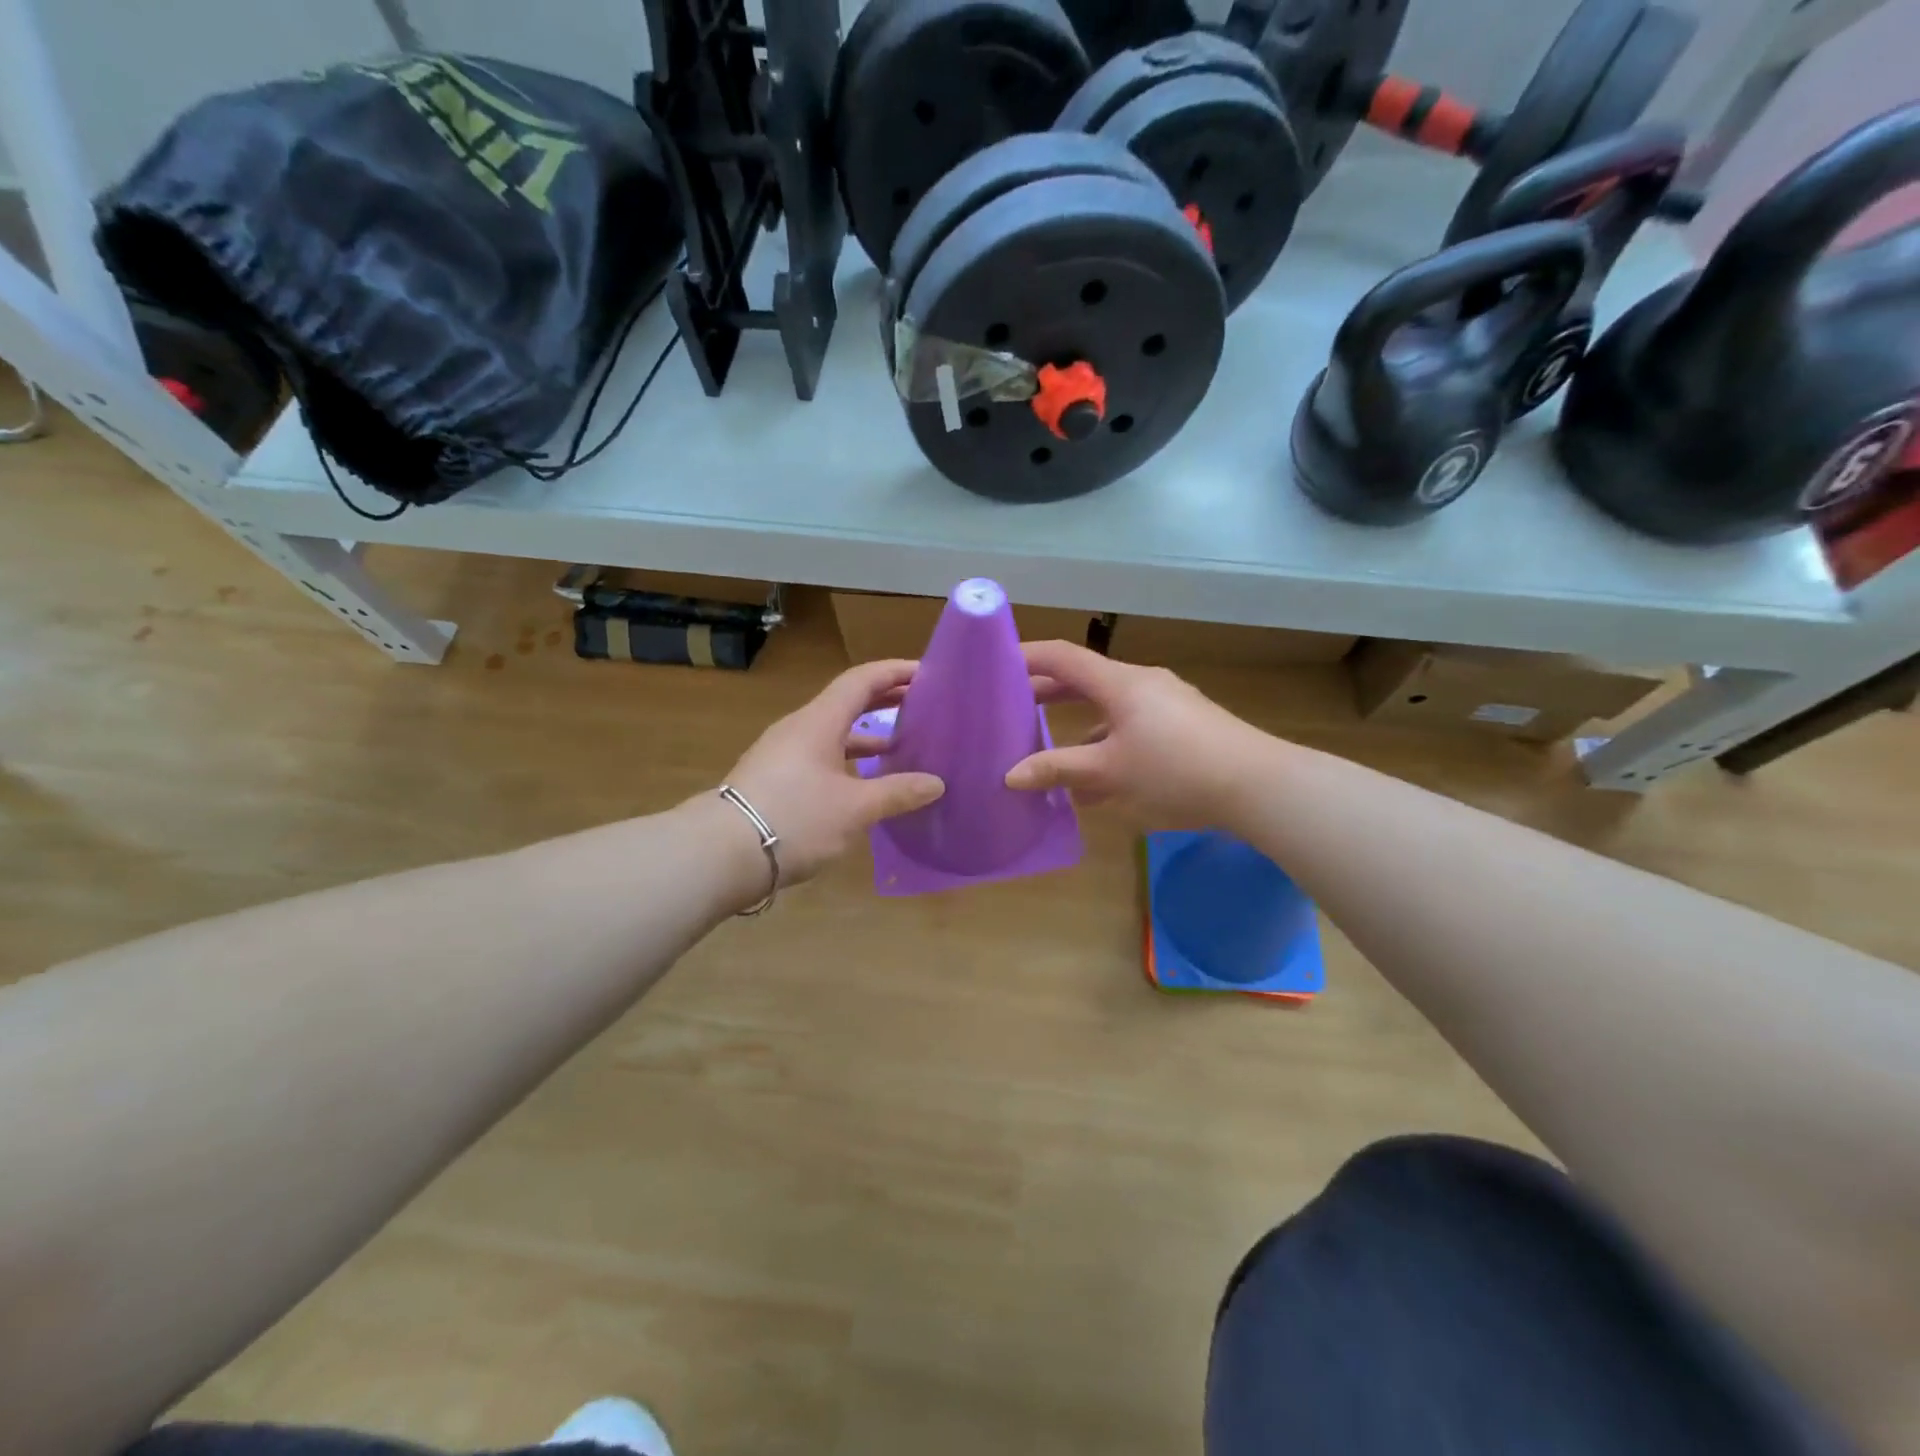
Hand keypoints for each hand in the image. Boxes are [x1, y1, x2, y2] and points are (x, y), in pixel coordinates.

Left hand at [721, 659, 944, 885]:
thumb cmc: (794, 818)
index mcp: (819, 722)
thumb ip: (897, 793)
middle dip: (885, 700)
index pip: (861, 681)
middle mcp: (799, 729)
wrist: (721, 854)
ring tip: (901, 746)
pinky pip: (820, 756)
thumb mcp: (854, 809)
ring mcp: (783, 754)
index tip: (927, 673)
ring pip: (832, 733)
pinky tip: (863, 783)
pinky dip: (847, 760)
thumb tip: (936, 783)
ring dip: (866, 735)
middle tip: (921, 705)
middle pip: (847, 702)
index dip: (894, 672)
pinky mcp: (774, 779)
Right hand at [1006, 640, 1269, 828]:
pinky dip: (1108, 745)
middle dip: (1047, 694)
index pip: (1063, 656)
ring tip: (1047, 751)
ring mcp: (1166, 703)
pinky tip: (1096, 784)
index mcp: (1120, 683)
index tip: (995, 665)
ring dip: (1077, 726)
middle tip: (1013, 708)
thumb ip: (1058, 770)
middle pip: (1084, 679)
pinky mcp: (1184, 725)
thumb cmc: (1175, 770)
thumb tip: (1010, 775)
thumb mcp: (1110, 772)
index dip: (1027, 656)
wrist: (1257, 785)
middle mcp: (1142, 683)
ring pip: (1109, 708)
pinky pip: (1132, 727)